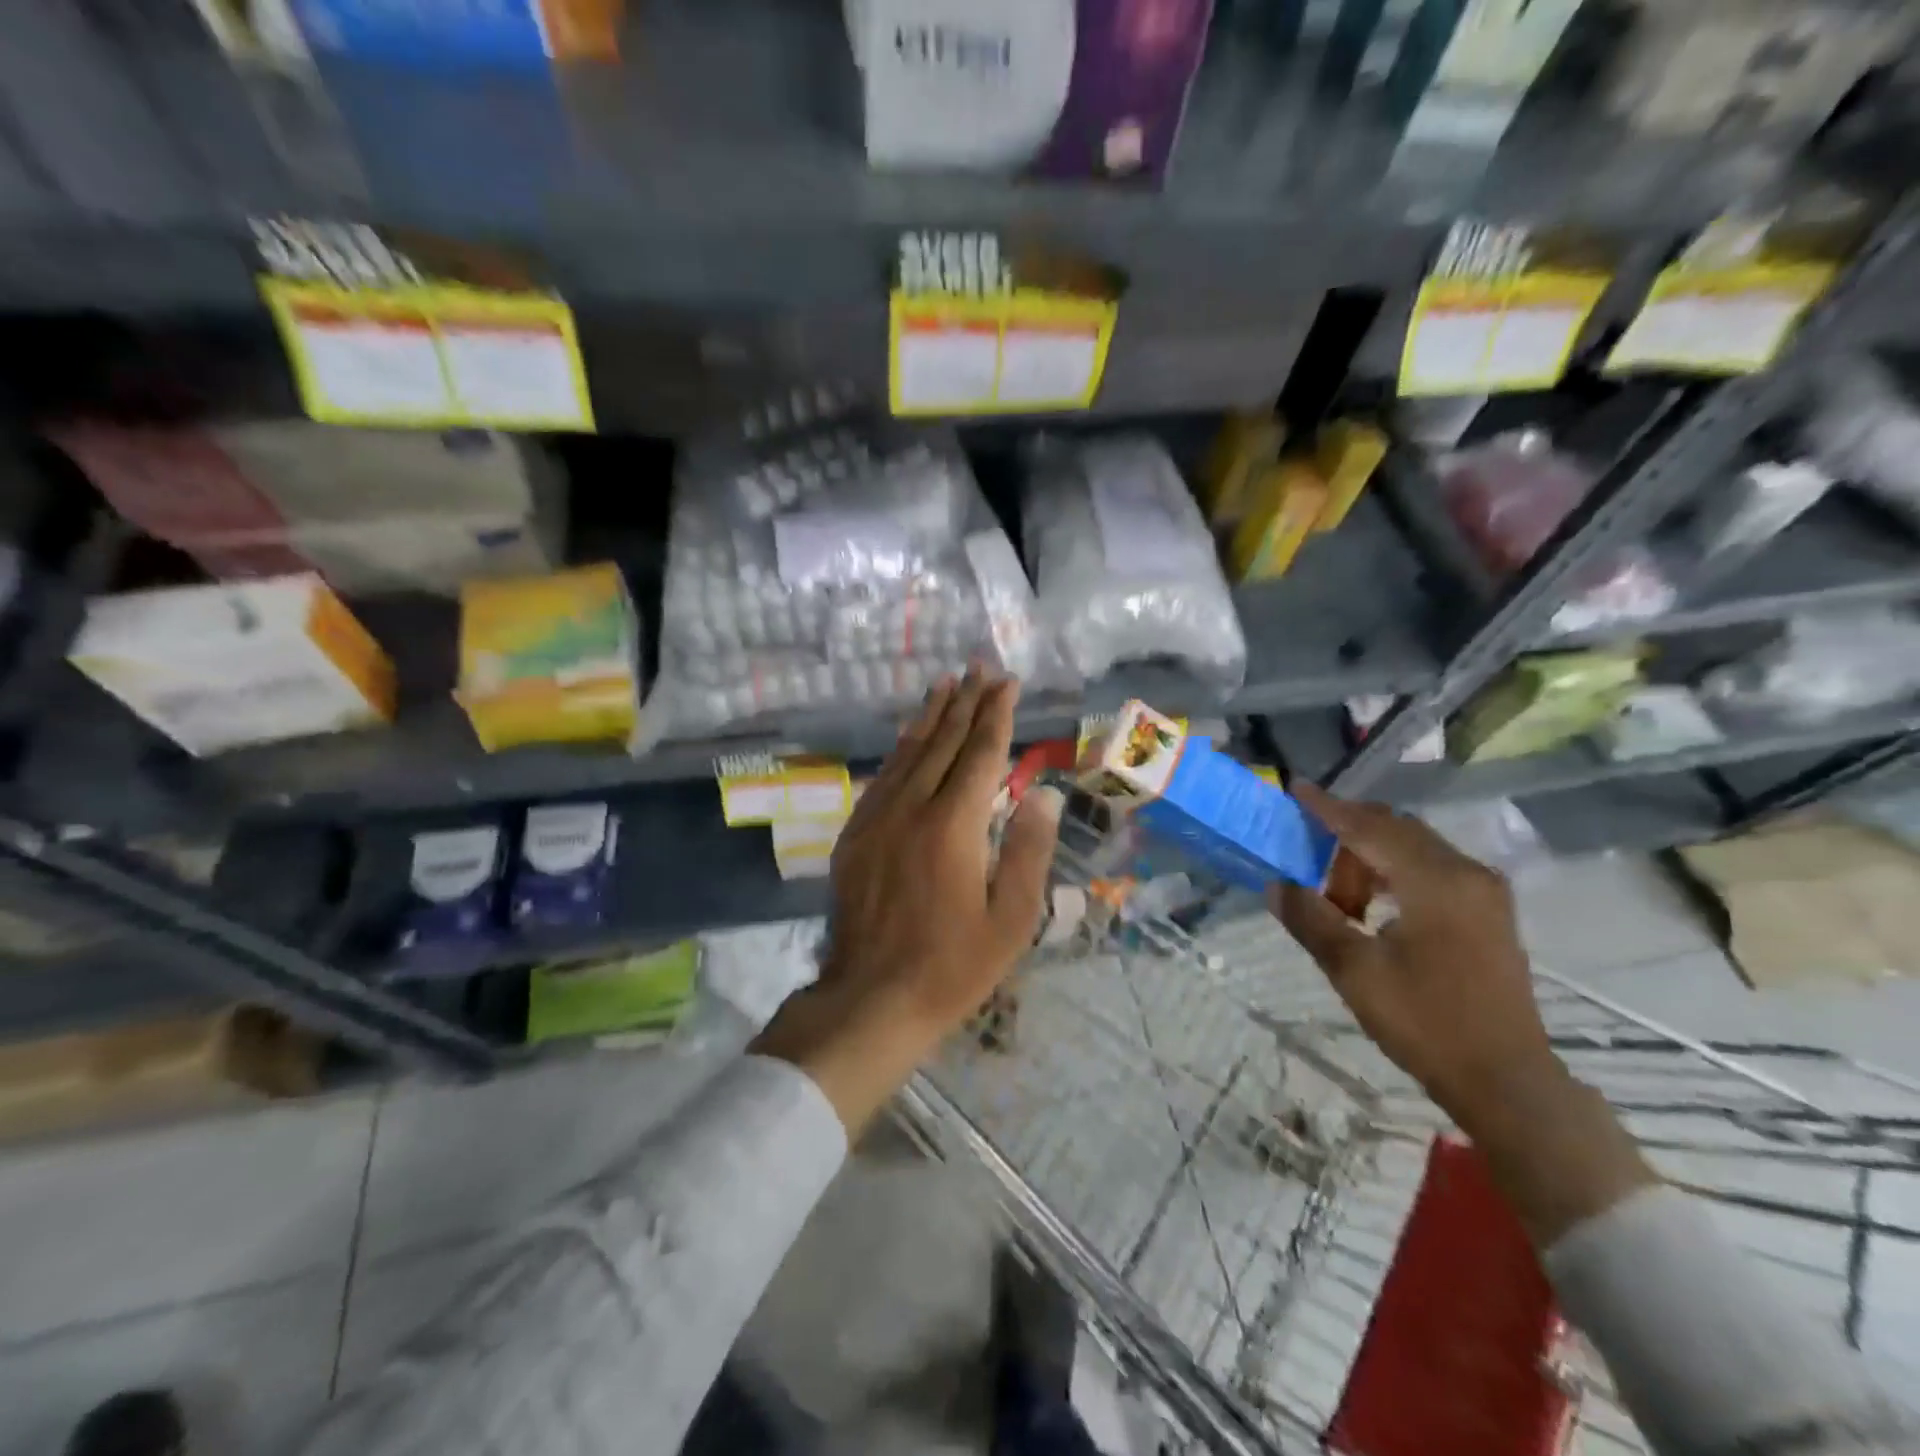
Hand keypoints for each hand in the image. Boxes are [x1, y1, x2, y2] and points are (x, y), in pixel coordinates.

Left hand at [751, 668, 1063, 1134]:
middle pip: (942, 743)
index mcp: (953, 826)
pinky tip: (909, 737)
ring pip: (908, 753)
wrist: (871, 998)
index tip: (1007, 683)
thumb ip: (1028, 850)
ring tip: (945, 685)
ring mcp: (877, 819)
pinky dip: (901, 750)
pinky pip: (882, 778)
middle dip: (965, 703)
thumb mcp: (1011, 919)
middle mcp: (912, 809)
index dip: (996, 715)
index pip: (980, 755)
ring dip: (930, 716)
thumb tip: (1044, 795)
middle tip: (979, 668)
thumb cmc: (953, 965)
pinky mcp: (855, 835)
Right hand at [1271, 783, 1557, 1125]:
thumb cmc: (1426, 1022)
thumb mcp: (1354, 971)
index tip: (1294, 788)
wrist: (1506, 1081)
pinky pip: (1431, 868)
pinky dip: (1394, 873)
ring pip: (1413, 848)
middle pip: (1395, 830)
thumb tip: (1276, 884)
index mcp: (1435, 881)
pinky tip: (1373, 909)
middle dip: (1346, 836)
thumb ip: (1311, 919)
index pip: (1369, 827)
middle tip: (1306, 858)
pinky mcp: (1488, 911)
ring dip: (1368, 859)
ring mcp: (1483, 891)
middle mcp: (1466, 872)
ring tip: (1339, 901)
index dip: (1328, 807)